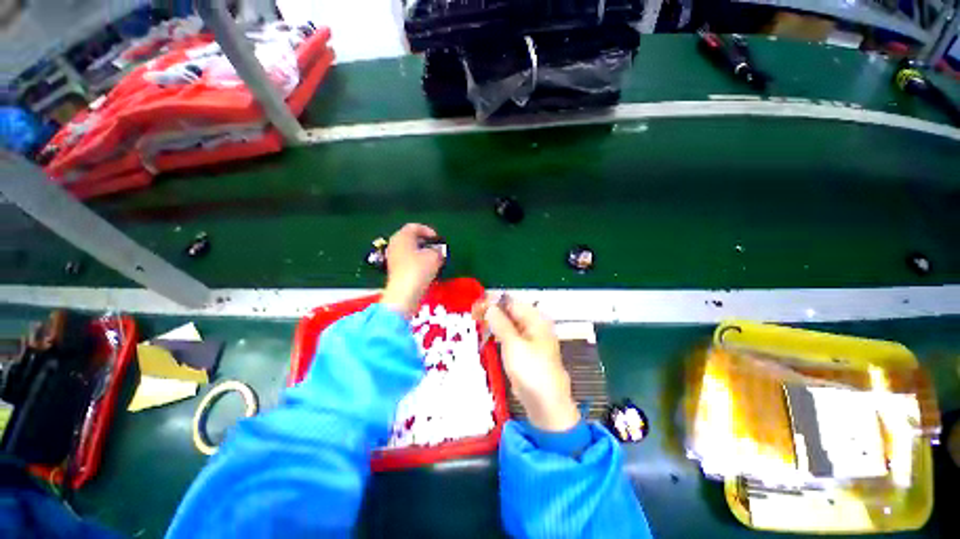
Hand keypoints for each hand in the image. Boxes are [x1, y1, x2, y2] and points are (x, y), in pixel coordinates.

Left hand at [380, 223, 444, 317]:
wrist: (404, 292)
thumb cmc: (419, 269)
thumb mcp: (434, 256)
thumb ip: (437, 250)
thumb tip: (436, 252)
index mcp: (402, 236)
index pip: (415, 227)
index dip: (428, 230)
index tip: (437, 239)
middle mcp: (394, 243)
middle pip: (410, 237)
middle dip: (424, 241)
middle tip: (435, 247)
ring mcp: (392, 256)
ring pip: (408, 249)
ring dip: (420, 252)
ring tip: (432, 259)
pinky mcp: (393, 269)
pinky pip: (406, 259)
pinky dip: (415, 260)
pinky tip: (424, 269)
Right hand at [475, 297, 579, 431]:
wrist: (546, 404)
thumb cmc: (531, 370)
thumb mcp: (513, 344)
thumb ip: (500, 323)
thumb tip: (489, 306)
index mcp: (535, 320)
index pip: (512, 303)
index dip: (493, 301)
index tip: (476, 304)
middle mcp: (533, 327)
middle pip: (510, 313)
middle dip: (492, 312)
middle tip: (472, 314)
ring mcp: (529, 340)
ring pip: (508, 326)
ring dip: (493, 323)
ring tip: (476, 323)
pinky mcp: (523, 353)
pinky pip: (509, 338)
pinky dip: (498, 335)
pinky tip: (486, 336)